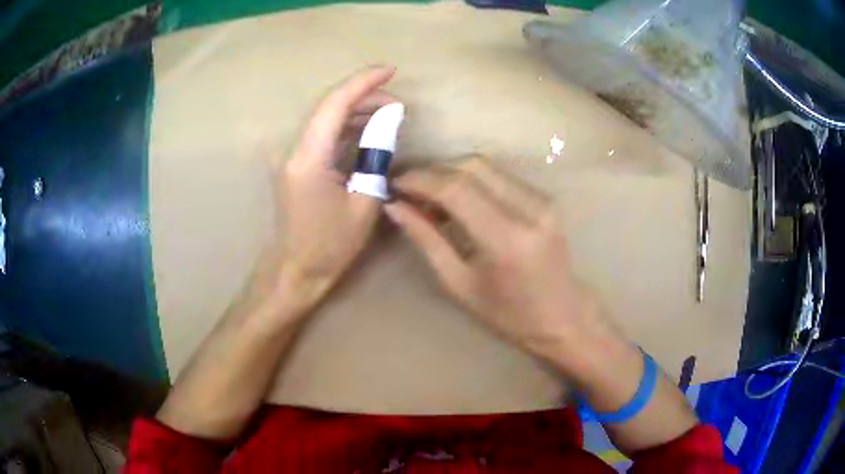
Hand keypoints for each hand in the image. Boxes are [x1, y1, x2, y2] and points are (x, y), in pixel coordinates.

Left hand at [276, 66, 397, 302]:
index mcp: (309, 157)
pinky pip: (323, 135)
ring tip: (390, 117)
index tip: (391, 70)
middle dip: (365, 97)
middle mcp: (295, 149)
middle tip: (399, 106)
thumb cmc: (330, 246)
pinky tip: (368, 132)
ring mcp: (293, 156)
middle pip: (329, 107)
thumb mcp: (364, 201)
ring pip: (326, 119)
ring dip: (357, 112)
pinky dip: (346, 128)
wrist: (295, 271)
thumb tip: (390, 118)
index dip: (363, 82)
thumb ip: (377, 154)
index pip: (335, 103)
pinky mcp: (297, 164)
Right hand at [385, 156, 623, 364]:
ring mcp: (542, 200)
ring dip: (452, 174)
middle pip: (471, 166)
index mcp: (506, 238)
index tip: (395, 184)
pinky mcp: (545, 198)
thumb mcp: (459, 284)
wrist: (563, 316)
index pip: (456, 189)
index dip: (420, 180)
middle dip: (433, 172)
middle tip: (409, 190)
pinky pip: (500, 176)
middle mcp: (529, 208)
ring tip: (430, 197)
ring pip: (486, 166)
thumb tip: (395, 207)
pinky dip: (473, 180)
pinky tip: (459, 201)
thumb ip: (426, 240)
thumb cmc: (508, 314)